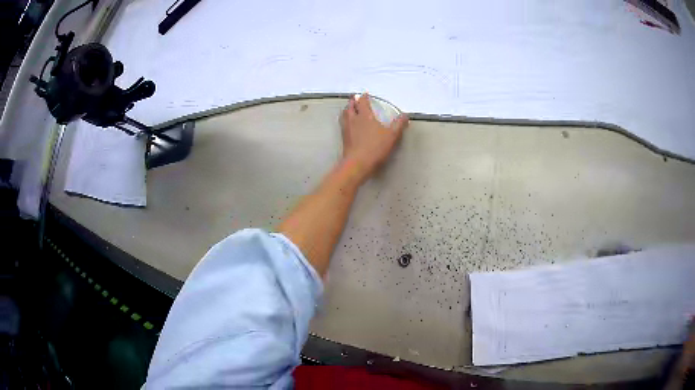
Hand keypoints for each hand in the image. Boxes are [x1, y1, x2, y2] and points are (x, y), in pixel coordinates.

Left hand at [339, 94, 408, 183]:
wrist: (357, 164)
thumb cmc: (375, 147)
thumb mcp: (392, 136)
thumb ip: (399, 124)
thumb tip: (405, 115)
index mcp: (365, 115)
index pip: (362, 102)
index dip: (364, 97)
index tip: (365, 94)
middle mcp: (353, 119)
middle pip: (350, 106)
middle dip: (353, 101)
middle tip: (355, 99)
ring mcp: (346, 129)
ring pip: (344, 114)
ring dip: (347, 109)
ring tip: (350, 109)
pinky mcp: (344, 138)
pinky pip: (343, 124)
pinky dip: (345, 120)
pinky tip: (349, 124)